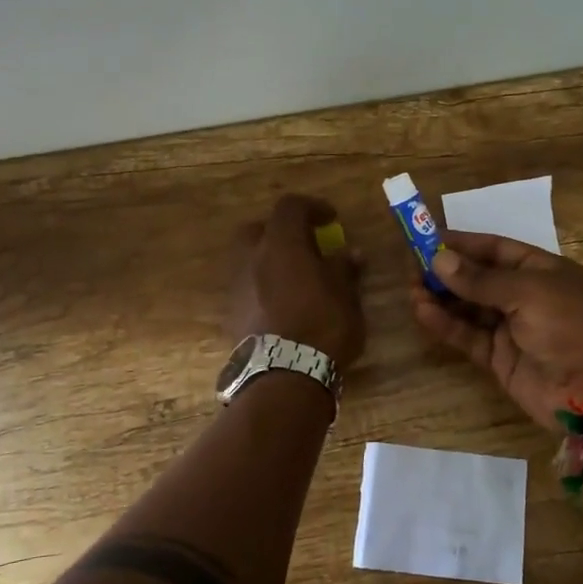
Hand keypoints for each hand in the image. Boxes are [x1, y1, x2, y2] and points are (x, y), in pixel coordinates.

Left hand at [228, 195, 366, 369]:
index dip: (312, 207)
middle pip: (259, 230)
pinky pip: (248, 288)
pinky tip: (283, 306)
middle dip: (280, 232)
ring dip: (270, 262)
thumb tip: (350, 255)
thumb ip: (344, 270)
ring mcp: (237, 287)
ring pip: (250, 260)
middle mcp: (252, 258)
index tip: (331, 219)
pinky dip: (264, 288)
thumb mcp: (346, 296)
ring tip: (296, 280)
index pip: (290, 207)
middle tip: (305, 246)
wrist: (285, 376)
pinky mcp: (232, 315)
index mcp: (281, 244)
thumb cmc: (323, 326)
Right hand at [411, 231, 582, 431]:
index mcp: (542, 270)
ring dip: (441, 298)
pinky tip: (423, 312)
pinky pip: (468, 336)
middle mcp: (526, 296)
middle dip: (447, 272)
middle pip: (479, 278)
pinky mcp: (500, 358)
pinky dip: (446, 325)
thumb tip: (438, 259)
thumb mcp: (528, 292)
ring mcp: (512, 328)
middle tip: (412, 267)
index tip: (428, 238)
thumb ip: (480, 279)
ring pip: (469, 308)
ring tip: (412, 290)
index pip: (496, 249)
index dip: (463, 244)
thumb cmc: (570, 325)